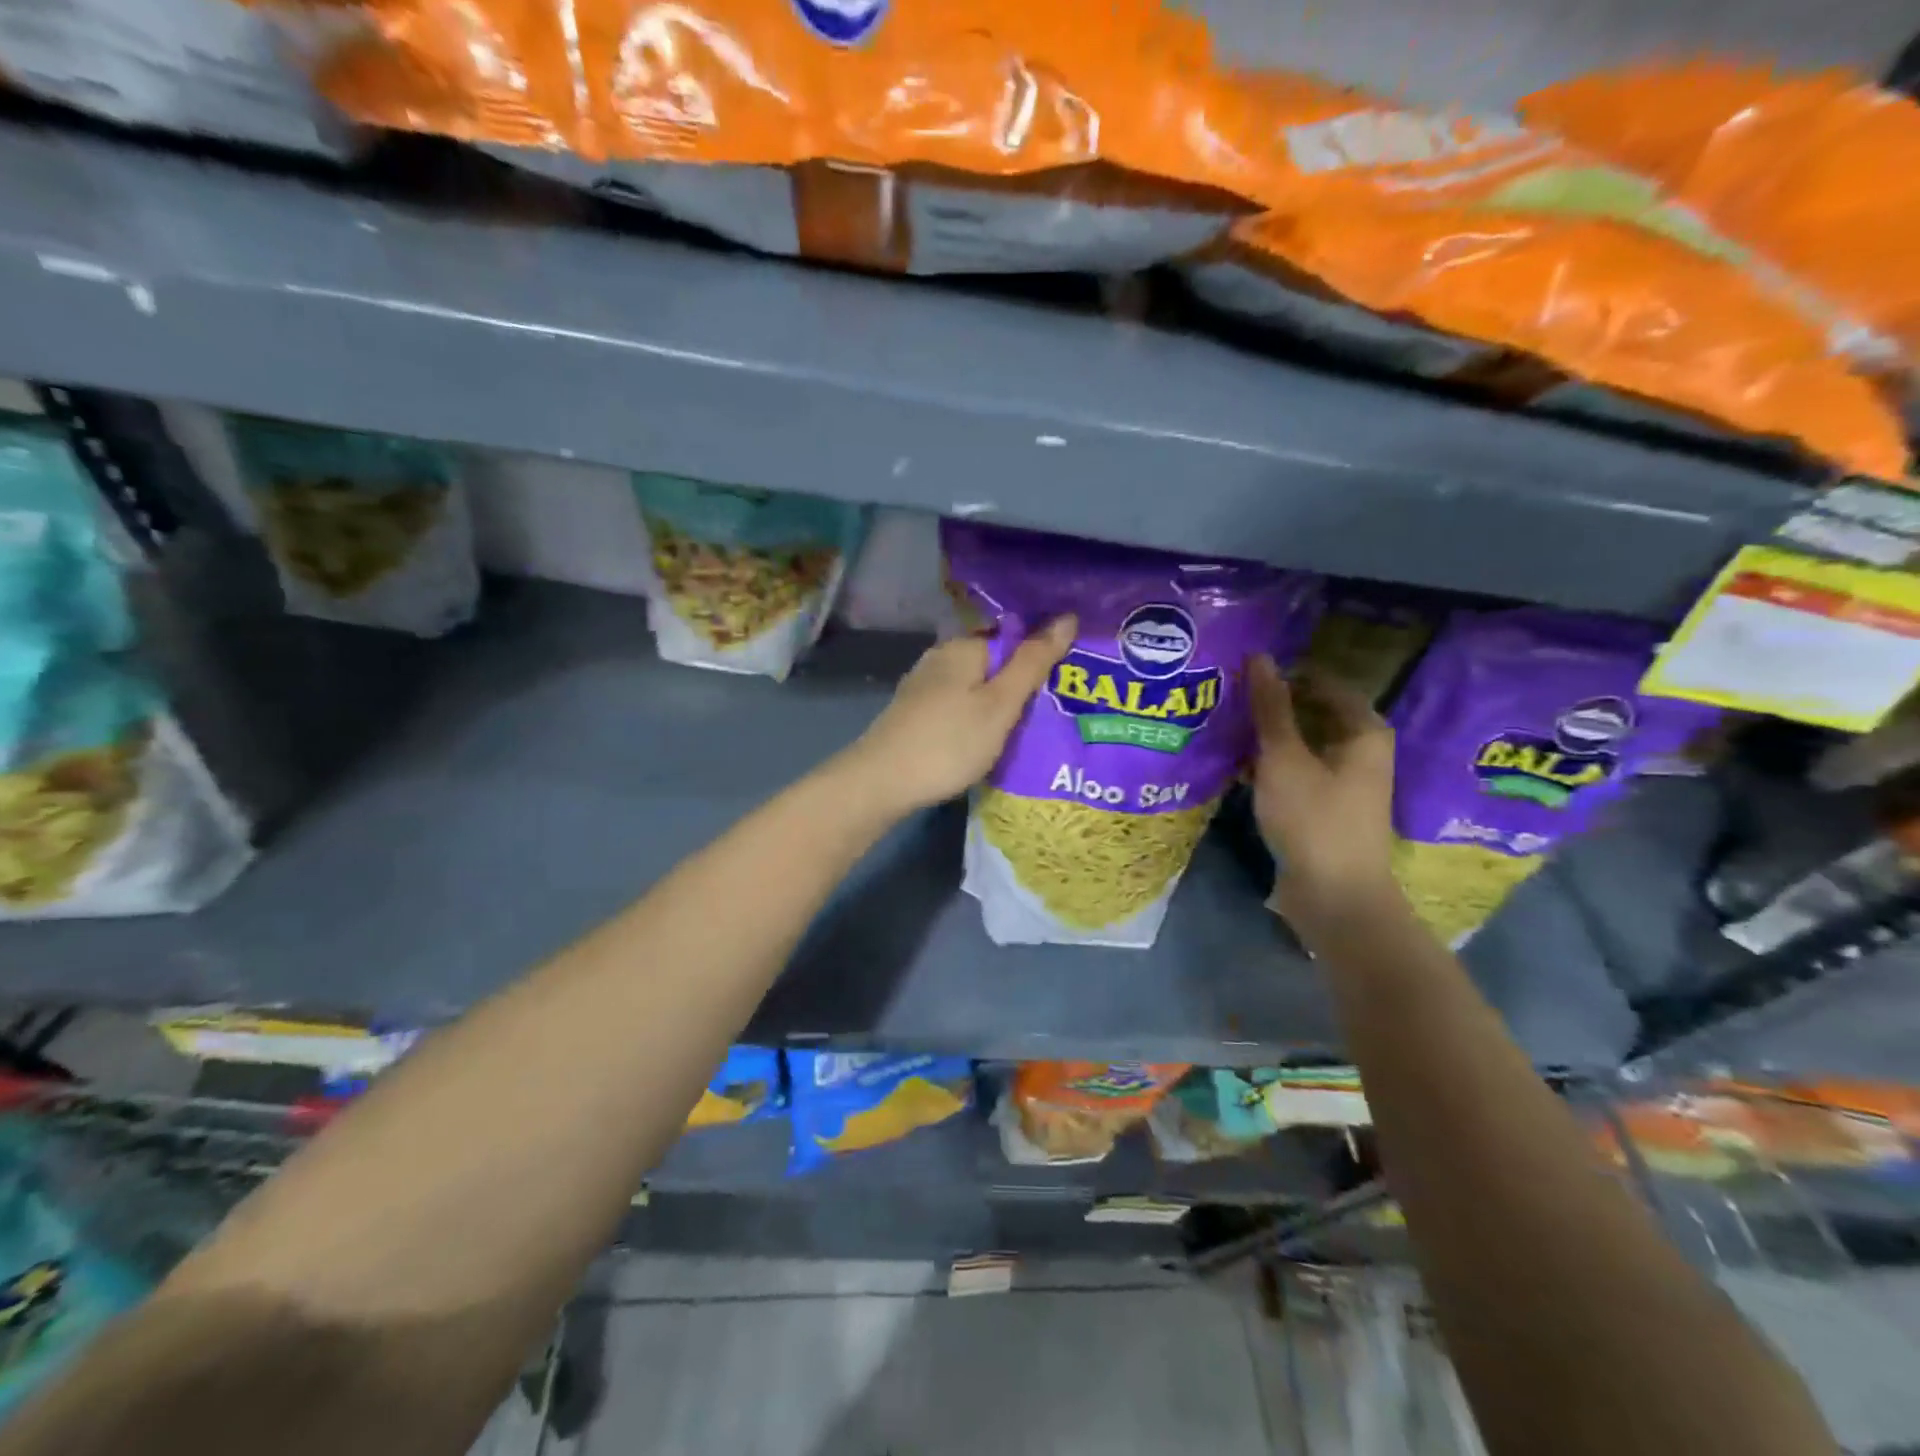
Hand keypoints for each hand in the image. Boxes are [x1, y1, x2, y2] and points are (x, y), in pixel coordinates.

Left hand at [839, 617, 1076, 814]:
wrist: (882, 782)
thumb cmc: (949, 741)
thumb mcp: (1001, 703)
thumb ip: (1033, 662)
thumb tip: (1067, 616)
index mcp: (963, 647)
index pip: (1013, 639)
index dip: (1041, 659)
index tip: (1066, 687)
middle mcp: (940, 658)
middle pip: (993, 664)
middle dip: (1020, 685)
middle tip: (1053, 714)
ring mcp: (923, 686)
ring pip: (974, 688)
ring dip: (998, 705)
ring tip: (1027, 732)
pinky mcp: (914, 713)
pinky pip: (957, 706)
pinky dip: (976, 719)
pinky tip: (987, 741)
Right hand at [1247, 654, 1399, 927]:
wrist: (1335, 896)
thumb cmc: (1314, 819)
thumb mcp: (1284, 758)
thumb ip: (1270, 709)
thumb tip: (1260, 658)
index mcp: (1364, 731)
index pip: (1323, 683)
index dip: (1285, 675)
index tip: (1242, 673)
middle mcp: (1360, 751)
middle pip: (1313, 713)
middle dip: (1272, 707)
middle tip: (1228, 698)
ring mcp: (1343, 782)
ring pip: (1301, 744)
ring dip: (1267, 737)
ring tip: (1225, 727)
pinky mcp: (1324, 807)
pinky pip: (1296, 771)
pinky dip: (1270, 764)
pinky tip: (1237, 765)